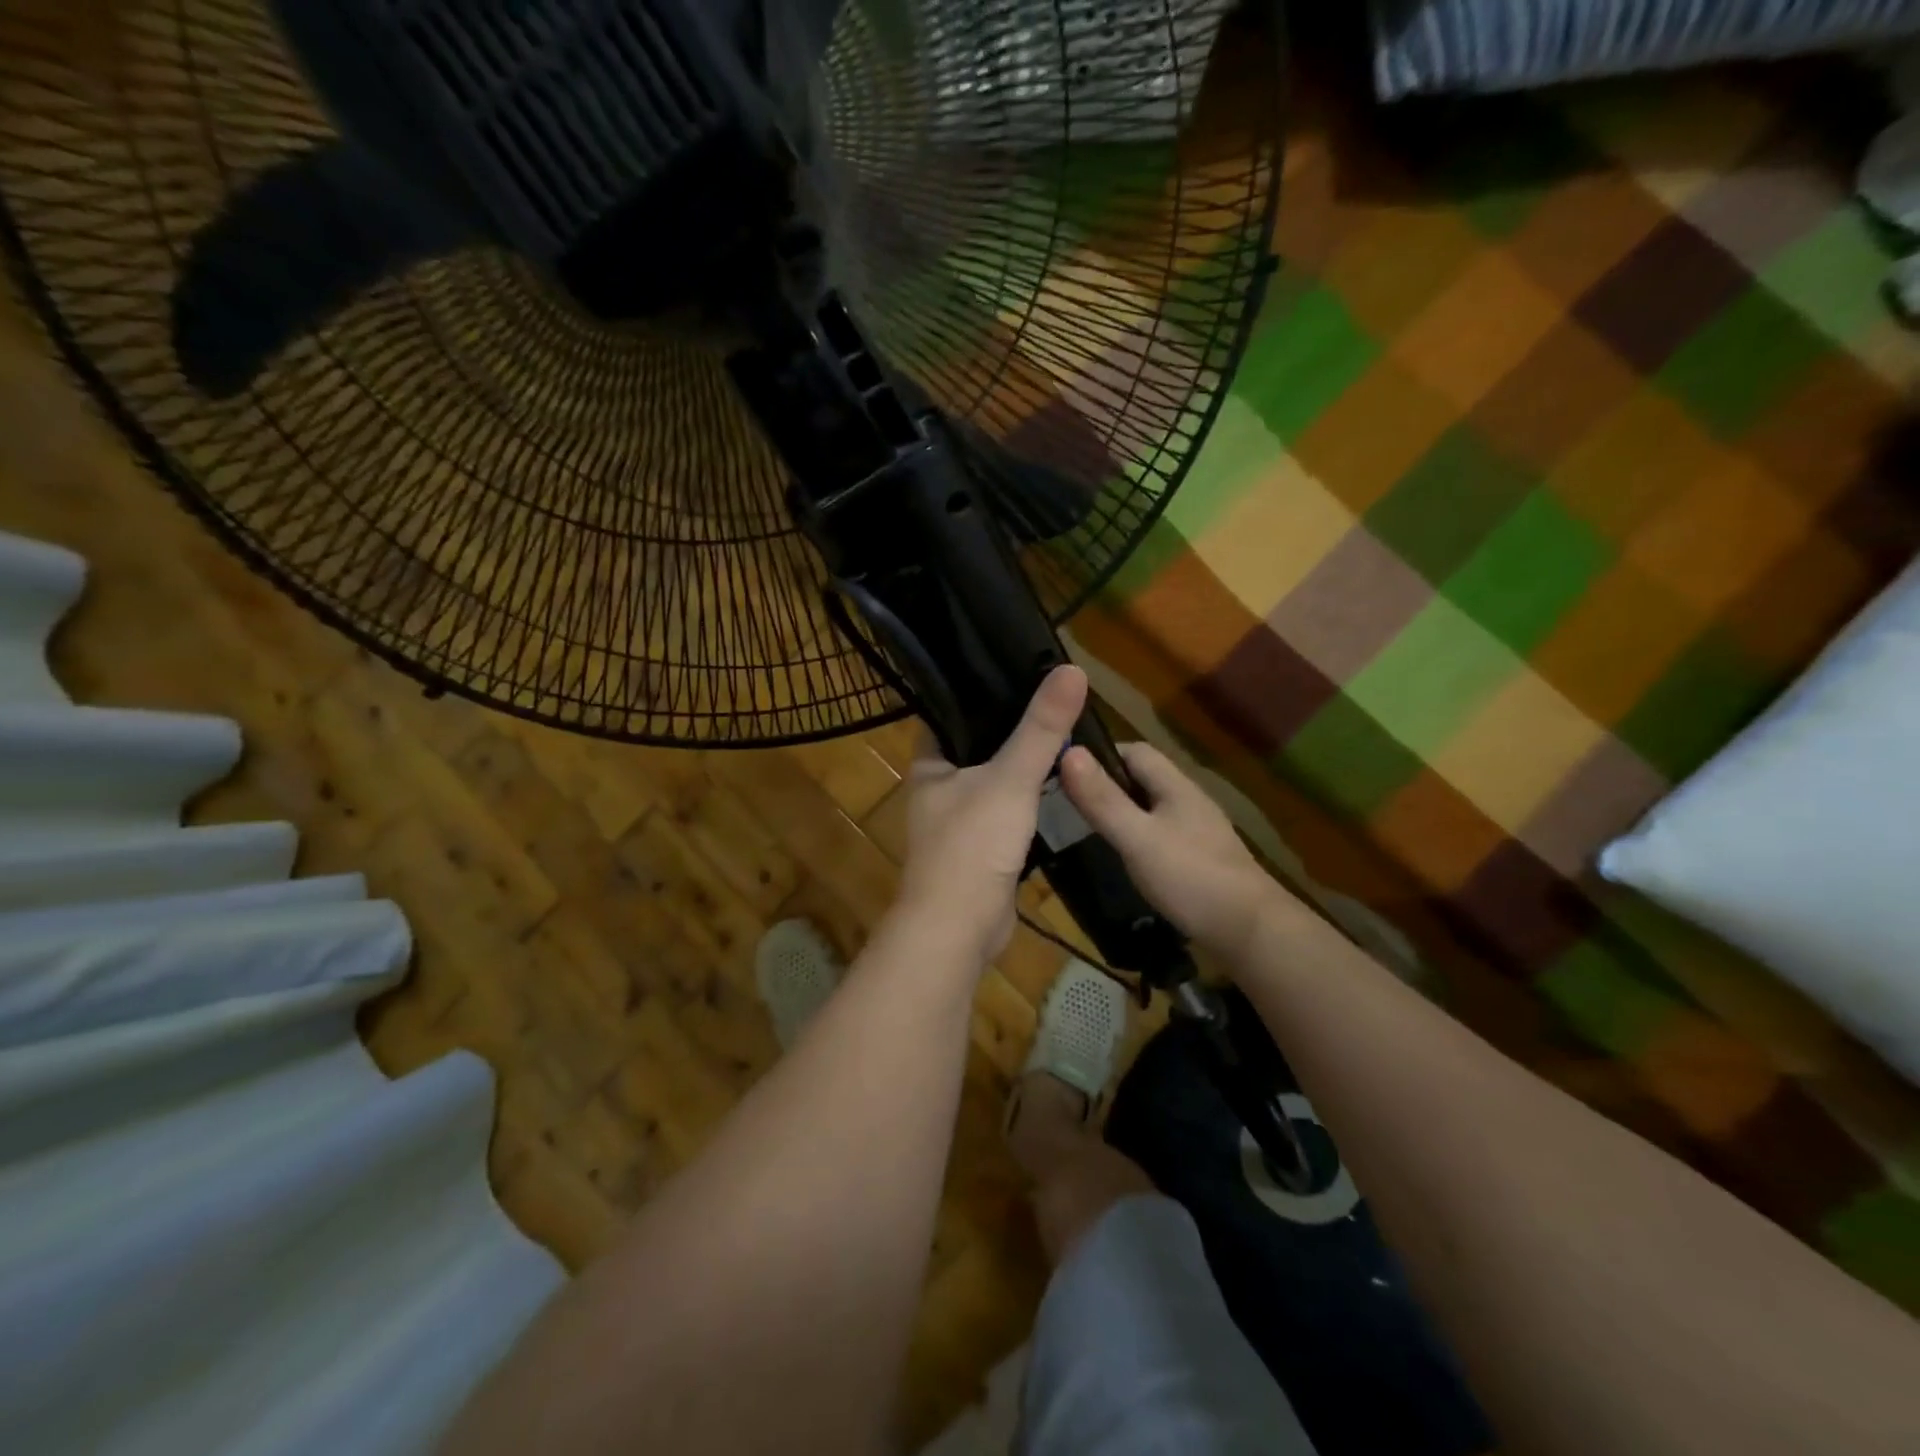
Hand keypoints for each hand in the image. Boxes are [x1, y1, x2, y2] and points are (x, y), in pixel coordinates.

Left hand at [895, 665, 1088, 960]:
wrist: (960, 929)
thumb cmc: (972, 846)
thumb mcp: (1010, 779)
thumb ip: (1041, 728)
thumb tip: (1072, 670)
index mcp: (930, 763)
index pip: (951, 711)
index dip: (981, 688)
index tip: (1019, 667)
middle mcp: (939, 787)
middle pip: (978, 744)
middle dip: (1012, 726)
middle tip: (1054, 698)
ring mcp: (959, 820)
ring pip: (995, 780)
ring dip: (1023, 763)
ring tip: (1064, 730)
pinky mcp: (981, 848)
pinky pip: (1008, 811)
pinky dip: (1029, 798)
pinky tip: (1059, 782)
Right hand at [1060, 740, 1286, 961]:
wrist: (1251, 932)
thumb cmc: (1191, 877)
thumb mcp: (1137, 838)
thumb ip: (1103, 799)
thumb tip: (1070, 752)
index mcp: (1176, 787)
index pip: (1135, 751)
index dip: (1100, 755)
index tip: (1065, 771)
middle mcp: (1189, 802)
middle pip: (1144, 779)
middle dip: (1107, 785)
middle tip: (1068, 804)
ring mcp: (1198, 832)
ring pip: (1152, 809)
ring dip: (1122, 813)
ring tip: (1087, 830)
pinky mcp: (1201, 860)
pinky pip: (1162, 835)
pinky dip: (1138, 838)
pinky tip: (1124, 859)